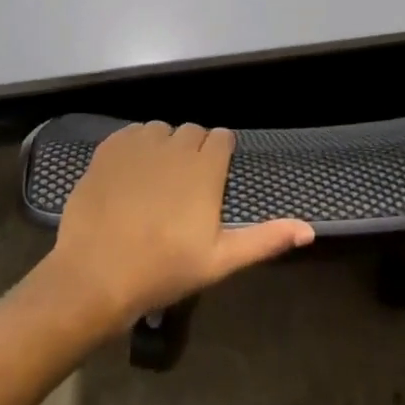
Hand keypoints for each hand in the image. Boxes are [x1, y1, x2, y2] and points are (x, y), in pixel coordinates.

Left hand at [42, 122, 314, 334]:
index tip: (213, 180)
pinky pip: (131, 134)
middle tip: (185, 188)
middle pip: (193, 132)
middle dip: (193, 151)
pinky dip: (135, 147)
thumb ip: (265, 239)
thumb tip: (309, 230)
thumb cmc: (163, 270)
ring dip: (163, 147)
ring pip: (161, 131)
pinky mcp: (110, 147)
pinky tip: (129, 176)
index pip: (222, 138)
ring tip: (155, 182)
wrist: (95, 273)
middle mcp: (175, 145)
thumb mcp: (219, 260)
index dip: (220, 155)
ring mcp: (140, 143)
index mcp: (205, 168)